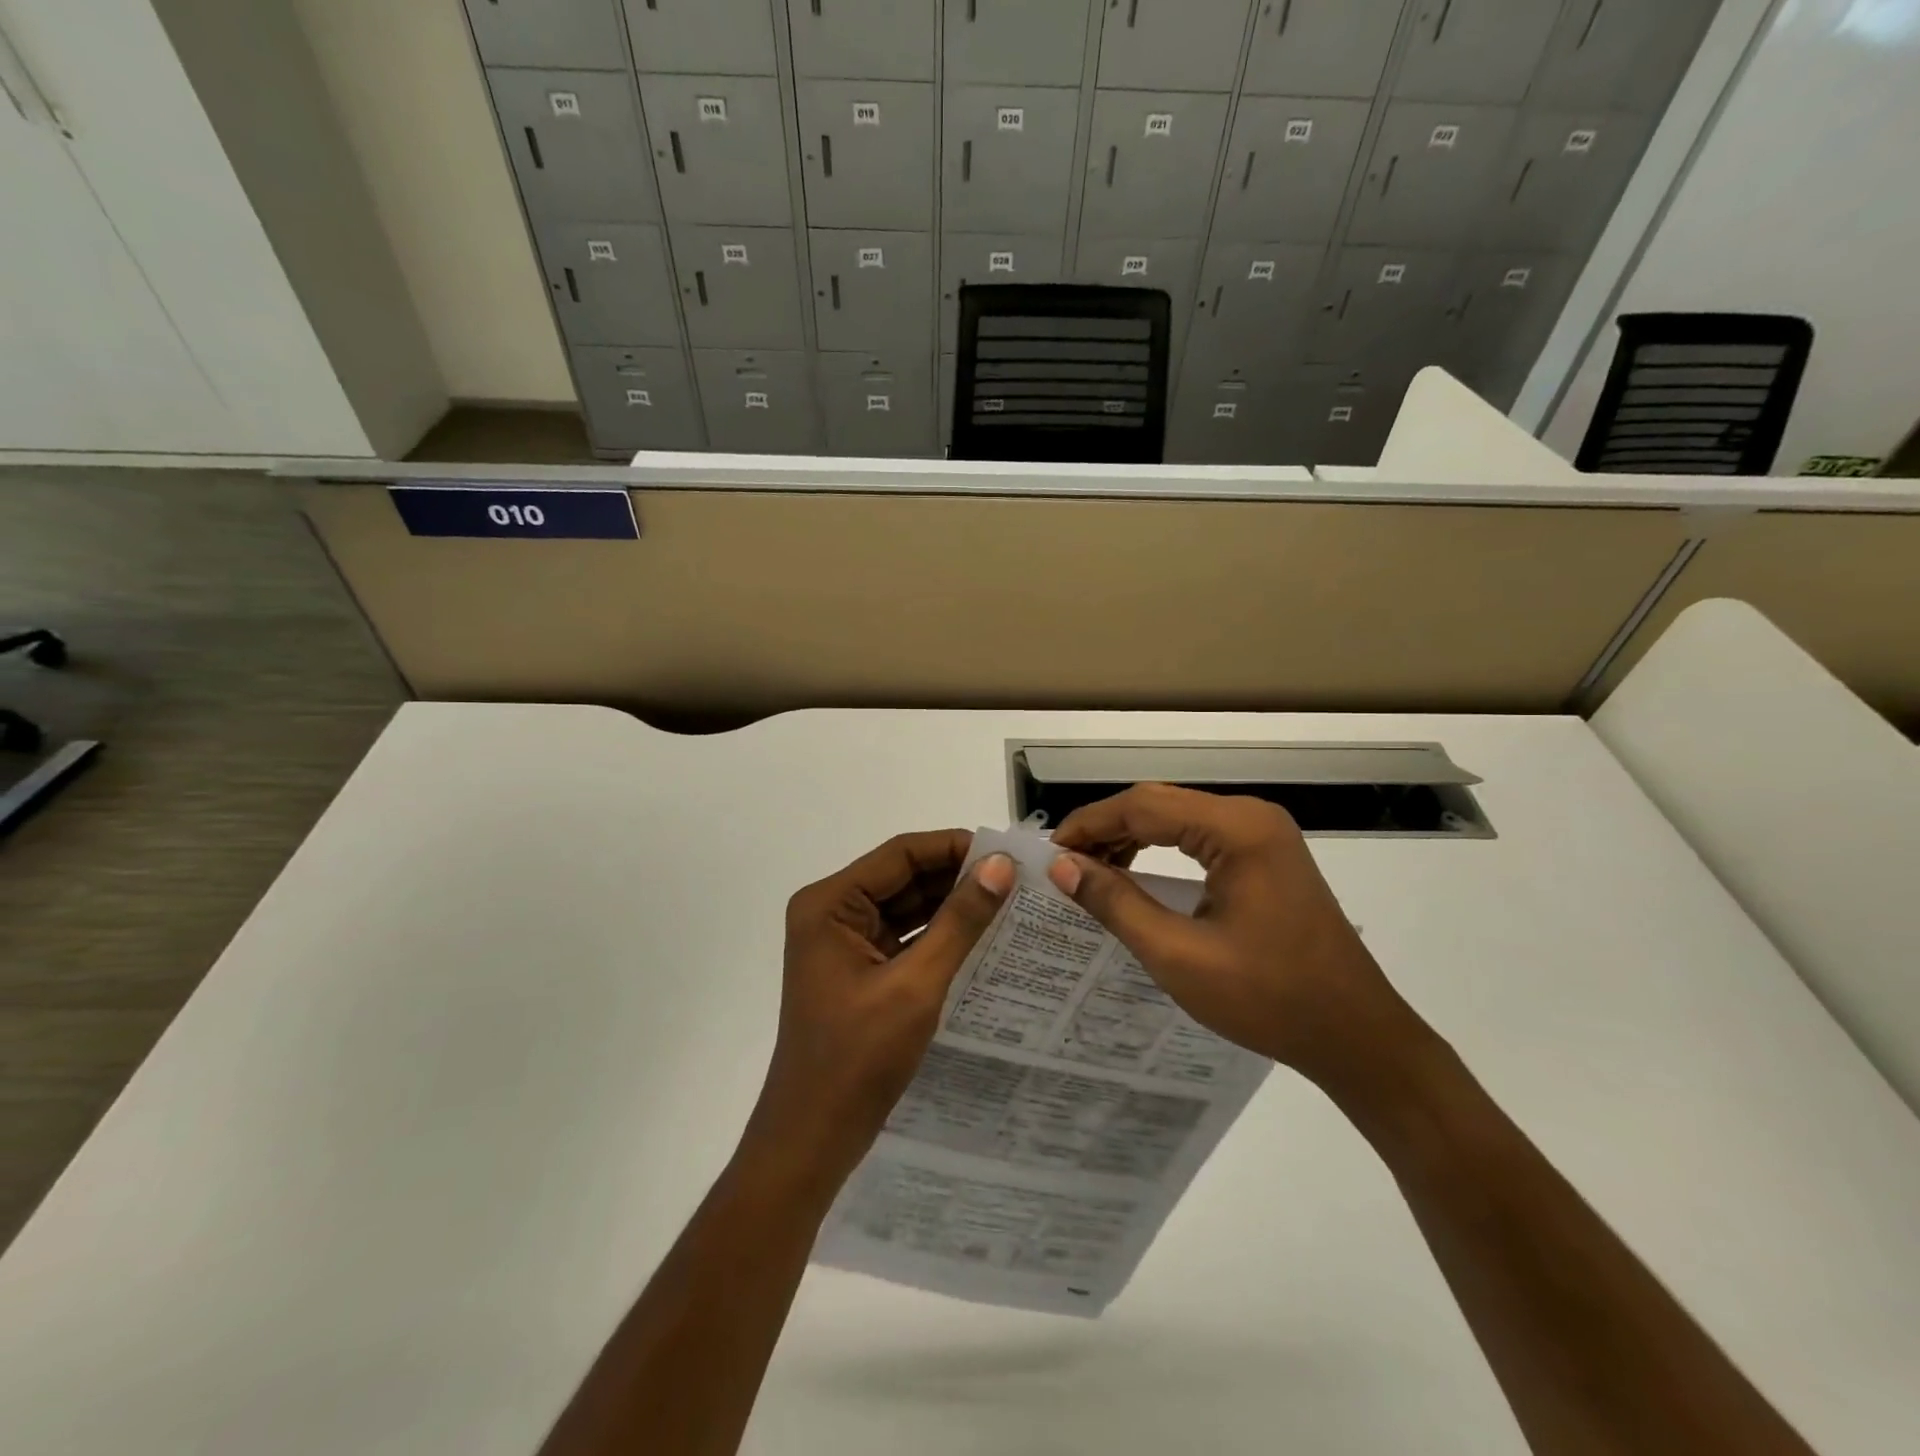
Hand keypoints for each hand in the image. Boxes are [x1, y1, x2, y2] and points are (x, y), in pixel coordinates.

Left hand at [748, 832, 1014, 1192]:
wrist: (812, 1138)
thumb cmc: (857, 1059)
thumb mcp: (916, 985)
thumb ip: (960, 921)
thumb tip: (1001, 866)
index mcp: (829, 904)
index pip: (900, 855)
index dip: (953, 847)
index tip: (1007, 855)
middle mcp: (831, 912)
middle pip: (903, 877)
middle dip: (957, 877)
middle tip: (1017, 880)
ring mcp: (843, 942)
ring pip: (906, 907)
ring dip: (952, 906)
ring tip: (1010, 903)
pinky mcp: (857, 969)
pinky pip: (904, 937)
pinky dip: (939, 935)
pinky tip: (982, 937)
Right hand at [1047, 784, 1416, 1091]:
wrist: (1356, 1036)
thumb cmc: (1269, 999)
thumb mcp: (1179, 955)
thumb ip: (1117, 903)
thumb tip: (1062, 867)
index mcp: (1238, 829)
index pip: (1144, 805)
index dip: (1089, 824)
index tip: (1050, 854)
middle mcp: (1252, 817)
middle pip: (1160, 804)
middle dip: (1106, 829)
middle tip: (1064, 865)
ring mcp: (1263, 834)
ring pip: (1177, 818)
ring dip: (1131, 838)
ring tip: (1090, 871)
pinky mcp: (1266, 855)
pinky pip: (1199, 837)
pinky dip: (1160, 850)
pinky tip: (1134, 874)